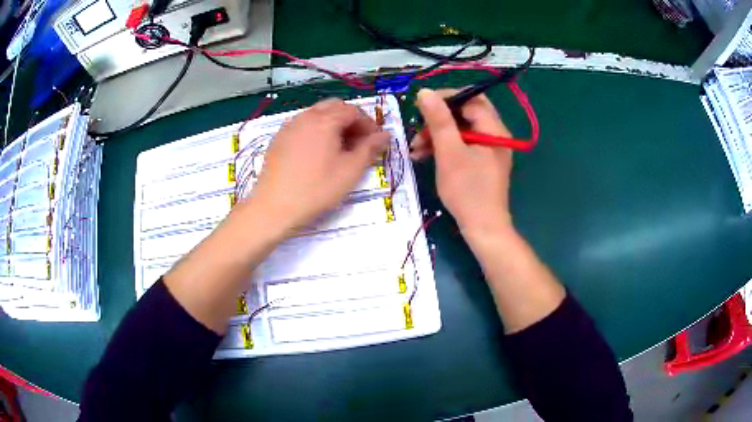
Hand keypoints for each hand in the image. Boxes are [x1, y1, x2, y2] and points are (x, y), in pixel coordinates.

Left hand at [248, 99, 388, 233]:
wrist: (273, 207)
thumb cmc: (316, 190)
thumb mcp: (349, 171)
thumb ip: (369, 149)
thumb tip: (385, 135)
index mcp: (325, 121)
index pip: (353, 110)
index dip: (368, 124)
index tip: (375, 142)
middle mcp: (305, 116)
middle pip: (334, 107)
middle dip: (350, 120)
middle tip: (358, 142)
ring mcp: (289, 126)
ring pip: (317, 114)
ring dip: (333, 124)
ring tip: (338, 148)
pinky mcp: (278, 139)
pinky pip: (302, 125)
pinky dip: (316, 131)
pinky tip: (316, 153)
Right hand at [411, 88, 513, 236]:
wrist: (483, 227)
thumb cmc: (467, 190)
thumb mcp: (449, 152)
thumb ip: (438, 120)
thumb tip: (425, 92)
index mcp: (493, 129)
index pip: (471, 98)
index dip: (446, 97)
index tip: (422, 105)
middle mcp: (495, 135)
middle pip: (465, 113)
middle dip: (438, 119)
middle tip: (418, 128)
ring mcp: (489, 149)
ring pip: (461, 130)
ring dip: (437, 134)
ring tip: (415, 148)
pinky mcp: (482, 162)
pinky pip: (462, 145)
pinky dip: (444, 147)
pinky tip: (424, 156)